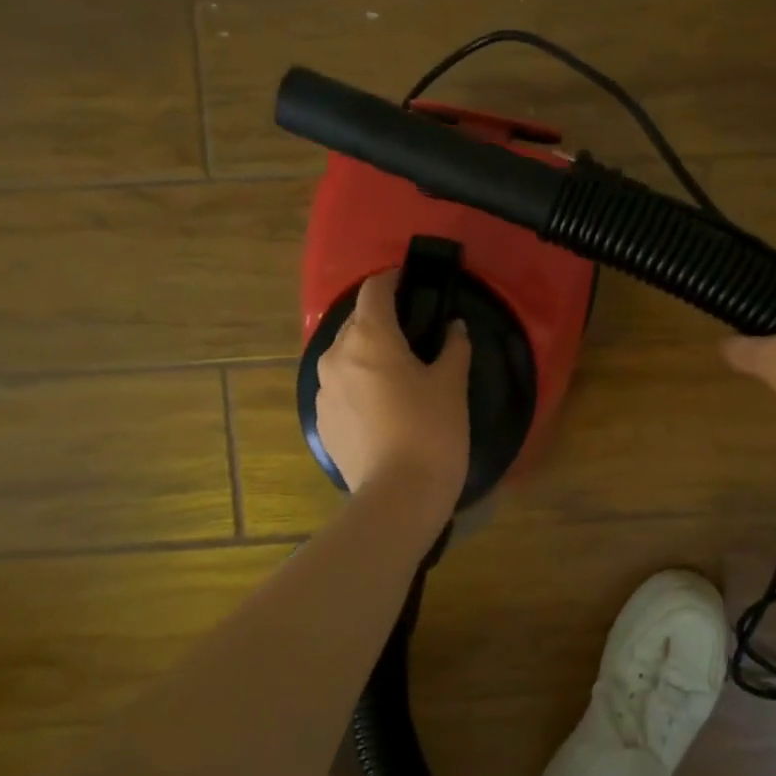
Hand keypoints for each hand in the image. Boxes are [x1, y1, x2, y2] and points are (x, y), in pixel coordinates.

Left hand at [315, 270, 471, 505]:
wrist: (398, 496)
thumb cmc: (431, 430)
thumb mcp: (452, 385)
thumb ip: (453, 348)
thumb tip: (454, 328)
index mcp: (368, 337)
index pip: (374, 290)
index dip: (393, 280)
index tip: (412, 283)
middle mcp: (336, 355)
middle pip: (356, 322)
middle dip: (382, 321)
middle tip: (414, 335)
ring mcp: (322, 390)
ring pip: (345, 356)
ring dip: (368, 354)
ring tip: (398, 374)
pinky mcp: (321, 420)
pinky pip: (340, 387)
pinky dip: (358, 384)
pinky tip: (383, 408)